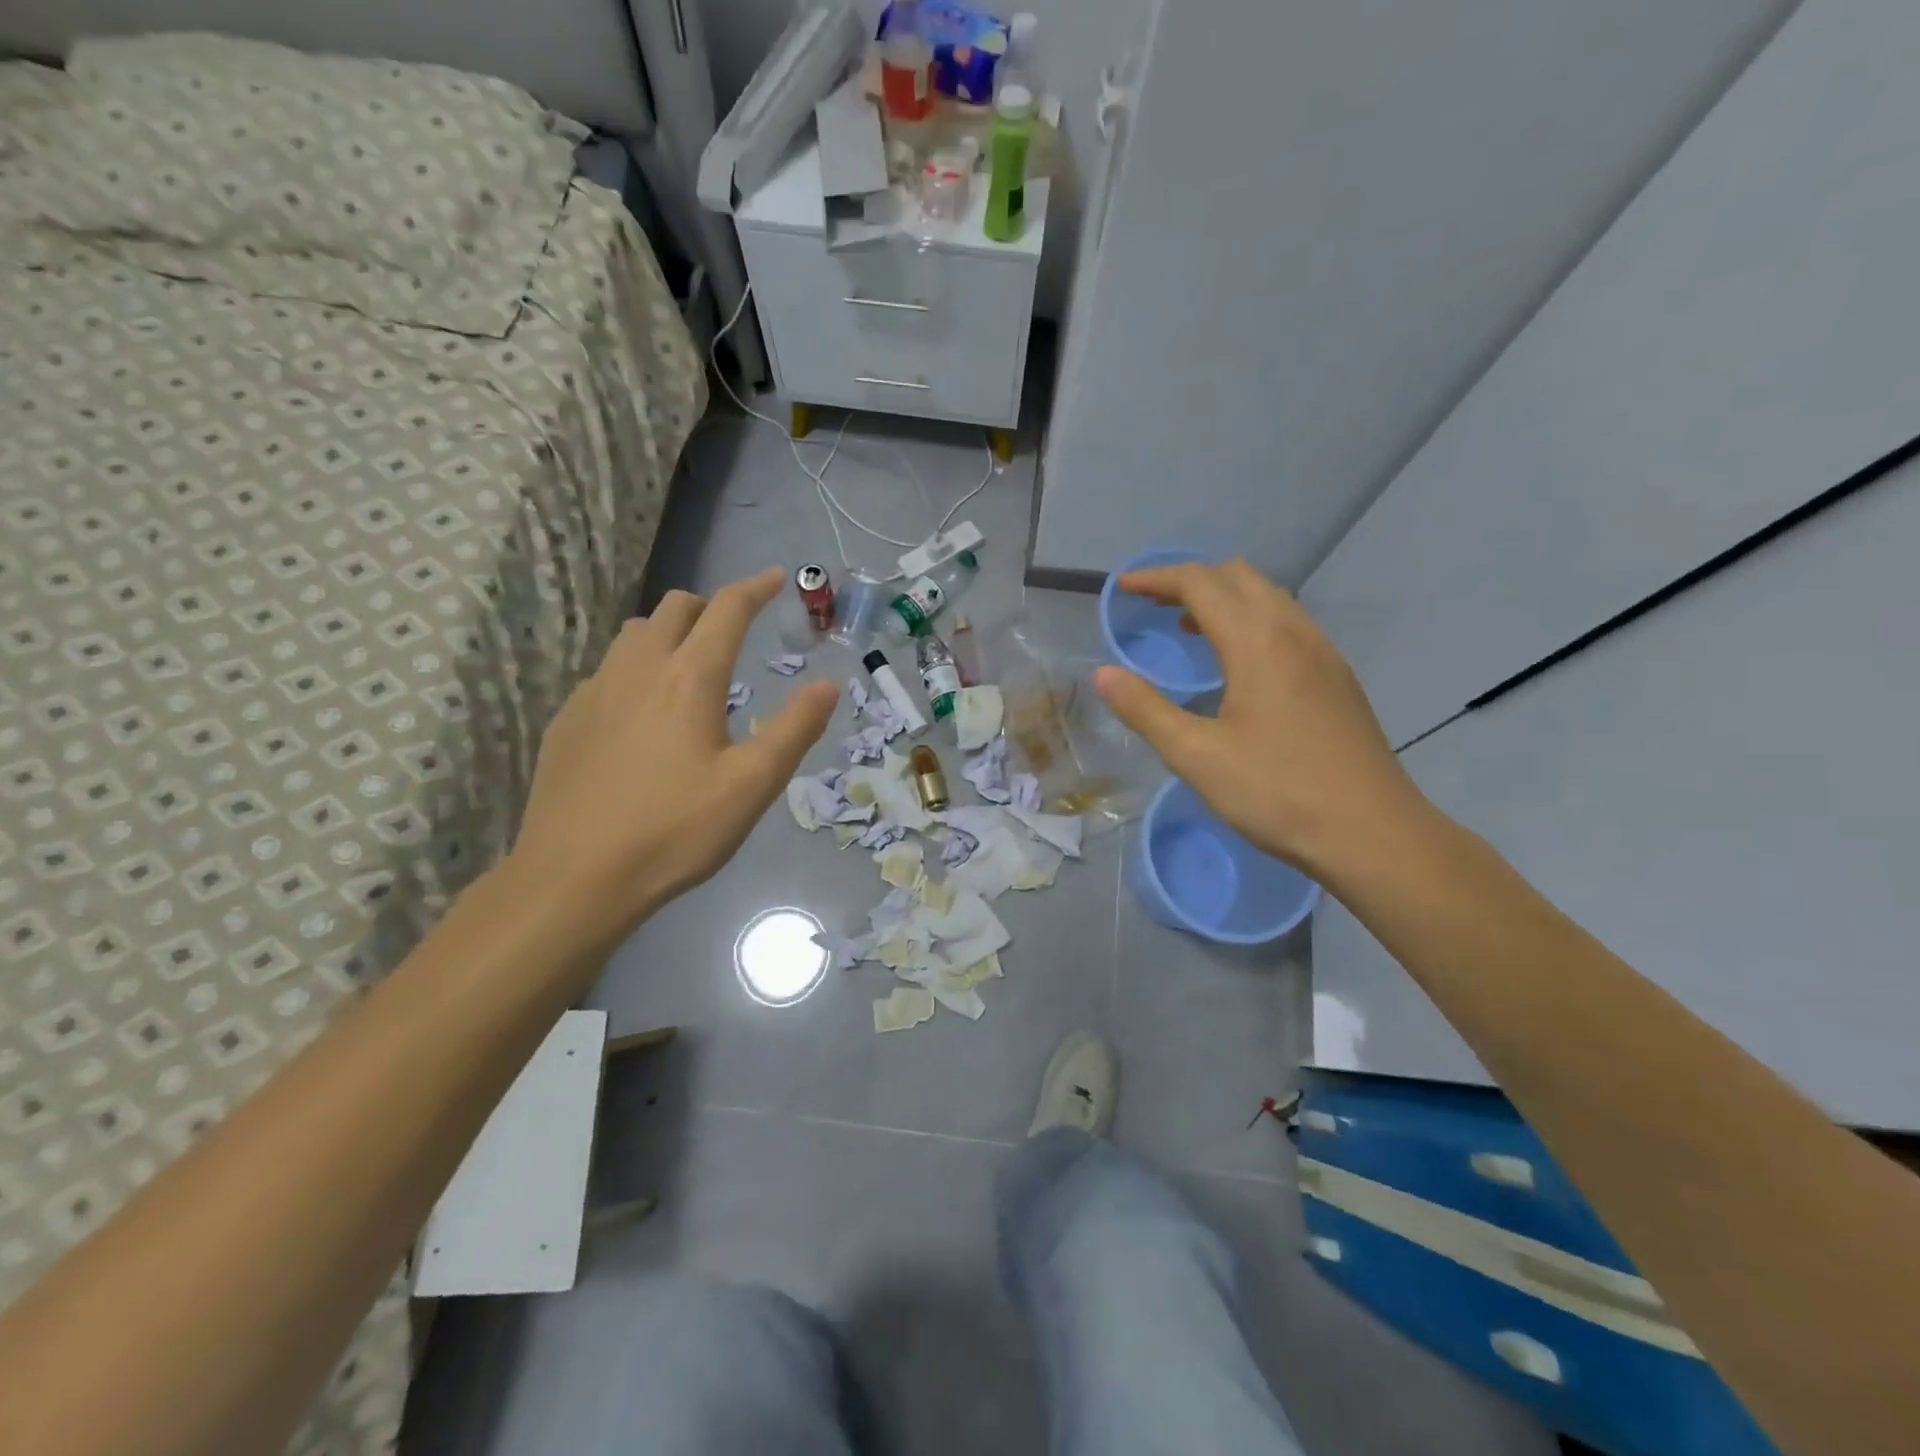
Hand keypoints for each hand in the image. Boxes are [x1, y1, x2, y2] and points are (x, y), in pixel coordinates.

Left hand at [509, 567, 837, 947]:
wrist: (575, 878)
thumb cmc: (675, 831)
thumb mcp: (752, 785)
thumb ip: (794, 729)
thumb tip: (828, 684)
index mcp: (690, 678)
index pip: (727, 610)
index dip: (756, 588)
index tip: (777, 578)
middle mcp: (638, 669)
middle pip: (674, 608)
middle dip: (710, 607)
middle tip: (735, 631)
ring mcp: (595, 691)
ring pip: (634, 634)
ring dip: (668, 633)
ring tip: (689, 669)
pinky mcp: (569, 720)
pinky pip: (608, 671)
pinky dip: (636, 670)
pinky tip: (642, 716)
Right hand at [1094, 559, 1423, 876]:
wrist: (1374, 834)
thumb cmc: (1278, 793)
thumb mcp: (1197, 756)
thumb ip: (1145, 710)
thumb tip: (1104, 674)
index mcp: (1258, 643)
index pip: (1200, 583)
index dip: (1156, 578)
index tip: (1123, 588)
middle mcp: (1294, 632)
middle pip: (1238, 577)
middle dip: (1190, 580)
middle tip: (1152, 605)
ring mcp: (1323, 653)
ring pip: (1269, 597)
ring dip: (1223, 598)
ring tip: (1188, 628)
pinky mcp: (1338, 677)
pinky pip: (1288, 623)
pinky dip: (1251, 620)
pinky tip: (1238, 663)